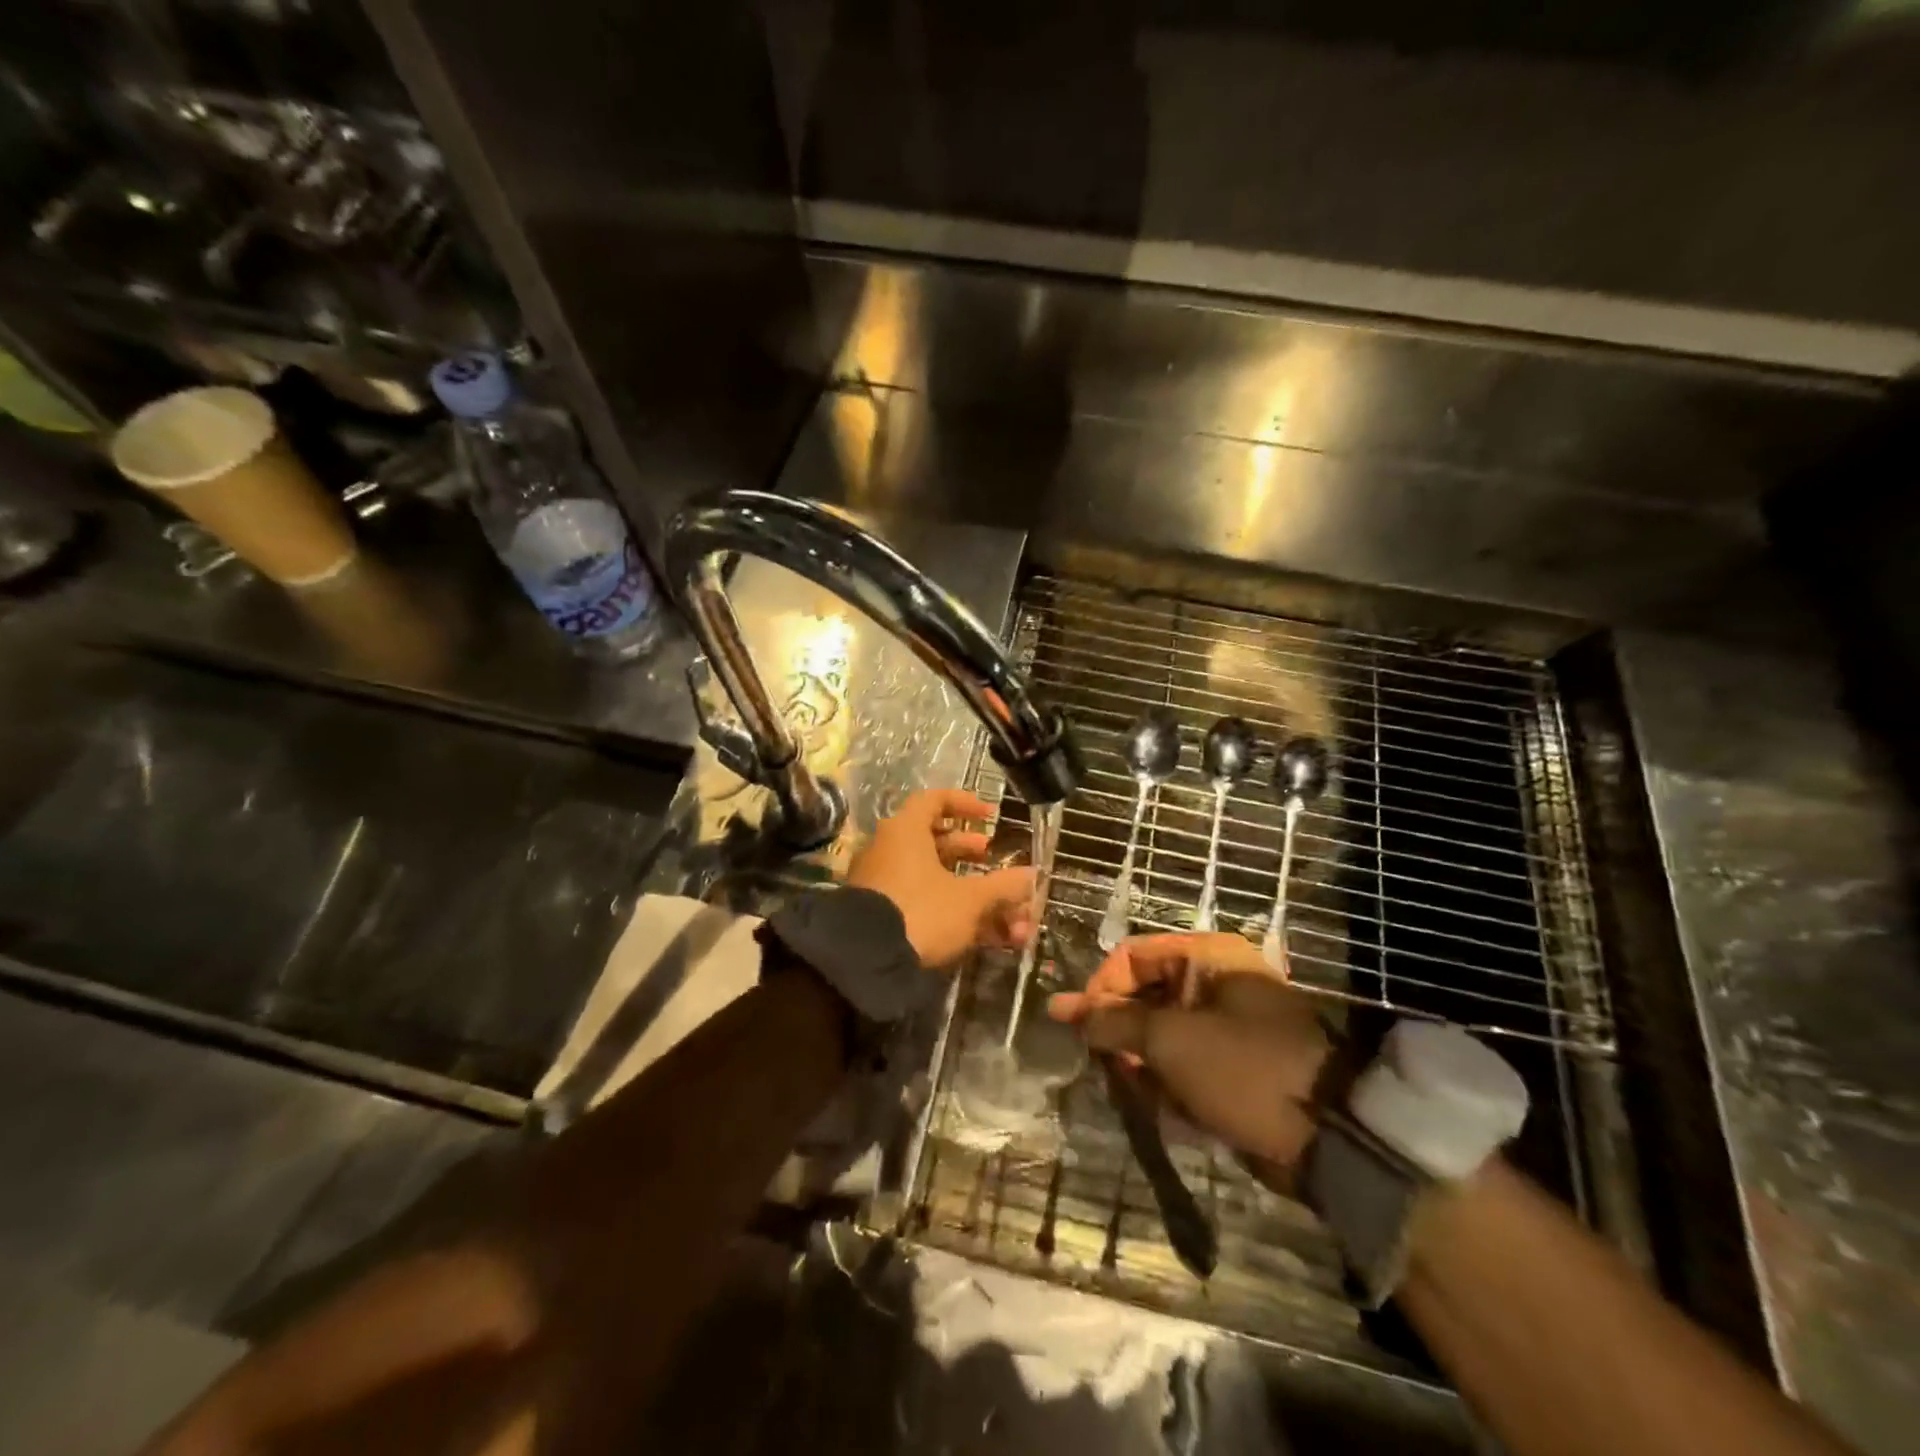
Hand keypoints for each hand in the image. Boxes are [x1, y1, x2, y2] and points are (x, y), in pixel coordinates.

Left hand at [848, 789, 1034, 967]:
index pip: (934, 800)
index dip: (964, 804)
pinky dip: (951, 910)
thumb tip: (1033, 875)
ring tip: (998, 905)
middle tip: (993, 858)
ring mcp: (883, 882)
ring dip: (970, 890)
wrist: (864, 961)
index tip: (990, 817)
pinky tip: (984, 935)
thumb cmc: (921, 912)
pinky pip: (921, 901)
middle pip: (935, 841)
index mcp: (906, 831)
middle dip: (970, 852)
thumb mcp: (969, 899)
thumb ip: (1003, 886)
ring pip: (932, 877)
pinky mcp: (882, 913)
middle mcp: (890, 849)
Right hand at [1049, 933, 1330, 1175]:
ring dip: (1143, 1061)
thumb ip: (1114, 1022)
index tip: (1080, 1026)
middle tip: (1102, 1062)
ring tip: (1137, 1091)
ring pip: (1164, 1032)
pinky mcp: (1238, 1063)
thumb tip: (1065, 1009)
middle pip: (1147, 994)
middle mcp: (1217, 981)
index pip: (1133, 955)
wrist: (1331, 1136)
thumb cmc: (1243, 1068)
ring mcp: (1230, 1023)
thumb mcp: (1170, 1040)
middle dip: (1121, 1030)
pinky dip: (1171, 1082)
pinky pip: (1188, 1061)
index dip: (1101, 987)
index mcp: (1207, 957)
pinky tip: (1167, 1108)